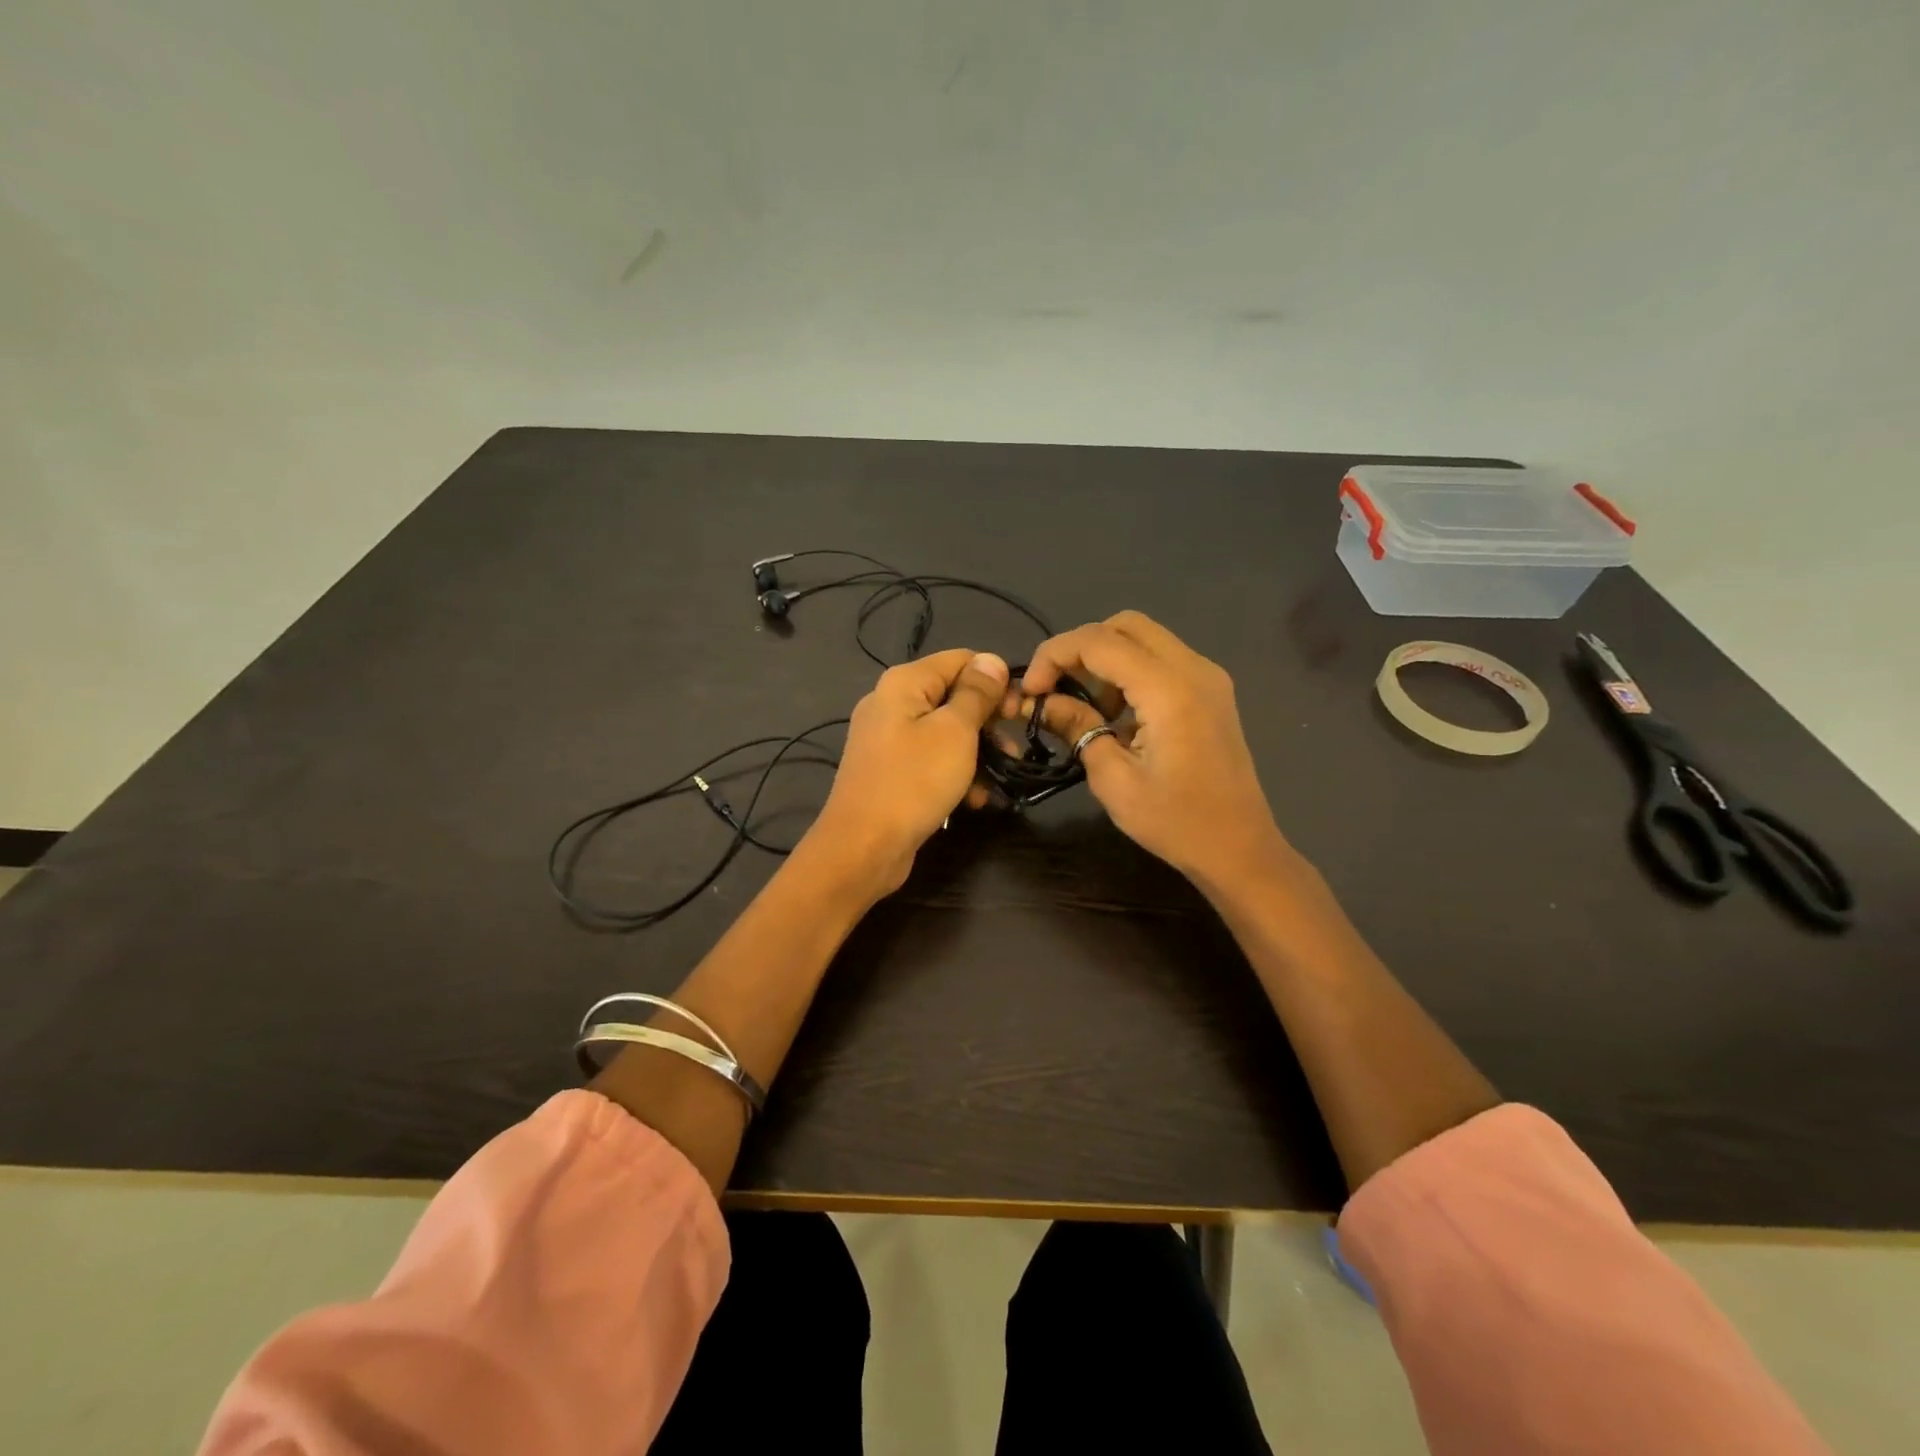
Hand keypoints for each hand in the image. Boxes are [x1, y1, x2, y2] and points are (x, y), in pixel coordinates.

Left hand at [808, 648, 1010, 894]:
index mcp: (904, 682)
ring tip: (1000, 779)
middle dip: (988, 722)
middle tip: (1013, 751)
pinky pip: (930, 760)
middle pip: (953, 696)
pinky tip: (974, 800)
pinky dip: (954, 774)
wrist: (864, 847)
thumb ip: (976, 693)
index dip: (994, 681)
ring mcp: (888, 739)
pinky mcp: (890, 770)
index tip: (1019, 712)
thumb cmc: (914, 782)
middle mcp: (891, 702)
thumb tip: (991, 660)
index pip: (961, 660)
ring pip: (945, 732)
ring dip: (977, 753)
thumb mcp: (956, 732)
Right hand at [1021, 612, 1285, 892]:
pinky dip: (1130, 671)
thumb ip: (1077, 728)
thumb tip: (1043, 702)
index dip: (1055, 655)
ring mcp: (1208, 677)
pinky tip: (1118, 714)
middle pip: (1124, 625)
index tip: (1031, 690)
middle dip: (1080, 648)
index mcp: (1169, 689)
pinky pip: (1162, 659)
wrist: (1240, 848)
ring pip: (1145, 638)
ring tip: (1087, 707)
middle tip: (1056, 688)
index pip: (1099, 641)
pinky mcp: (1211, 691)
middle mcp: (1193, 668)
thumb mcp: (1113, 780)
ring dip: (1106, 659)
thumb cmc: (1176, 822)